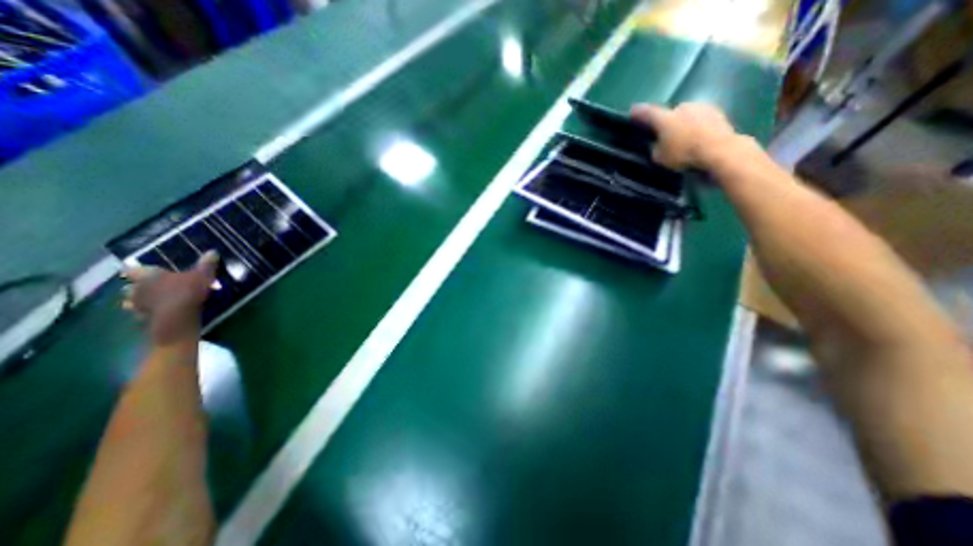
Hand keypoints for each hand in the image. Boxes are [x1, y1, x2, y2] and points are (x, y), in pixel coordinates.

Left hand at [122, 253, 217, 344]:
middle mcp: (136, 288)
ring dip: (140, 300)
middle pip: (130, 285)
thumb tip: (212, 251)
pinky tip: (157, 312)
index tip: (143, 269)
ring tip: (153, 300)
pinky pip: (141, 313)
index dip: (137, 269)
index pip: (133, 269)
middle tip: (152, 286)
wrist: (177, 317)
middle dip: (138, 285)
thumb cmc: (187, 291)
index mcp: (148, 275)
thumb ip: (206, 264)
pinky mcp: (142, 318)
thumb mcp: (203, 275)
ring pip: (131, 300)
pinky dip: (147, 312)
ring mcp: (136, 304)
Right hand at [632, 102, 737, 168]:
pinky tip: (697, 137)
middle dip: (666, 121)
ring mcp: (702, 107)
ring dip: (683, 123)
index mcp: (664, 118)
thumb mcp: (660, 157)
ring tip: (683, 137)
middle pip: (670, 113)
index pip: (647, 112)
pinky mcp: (718, 113)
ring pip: (687, 115)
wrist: (719, 150)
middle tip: (664, 133)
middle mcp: (682, 107)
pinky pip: (701, 120)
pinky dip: (697, 127)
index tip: (632, 111)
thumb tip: (657, 144)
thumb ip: (655, 148)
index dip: (639, 112)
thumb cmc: (684, 153)